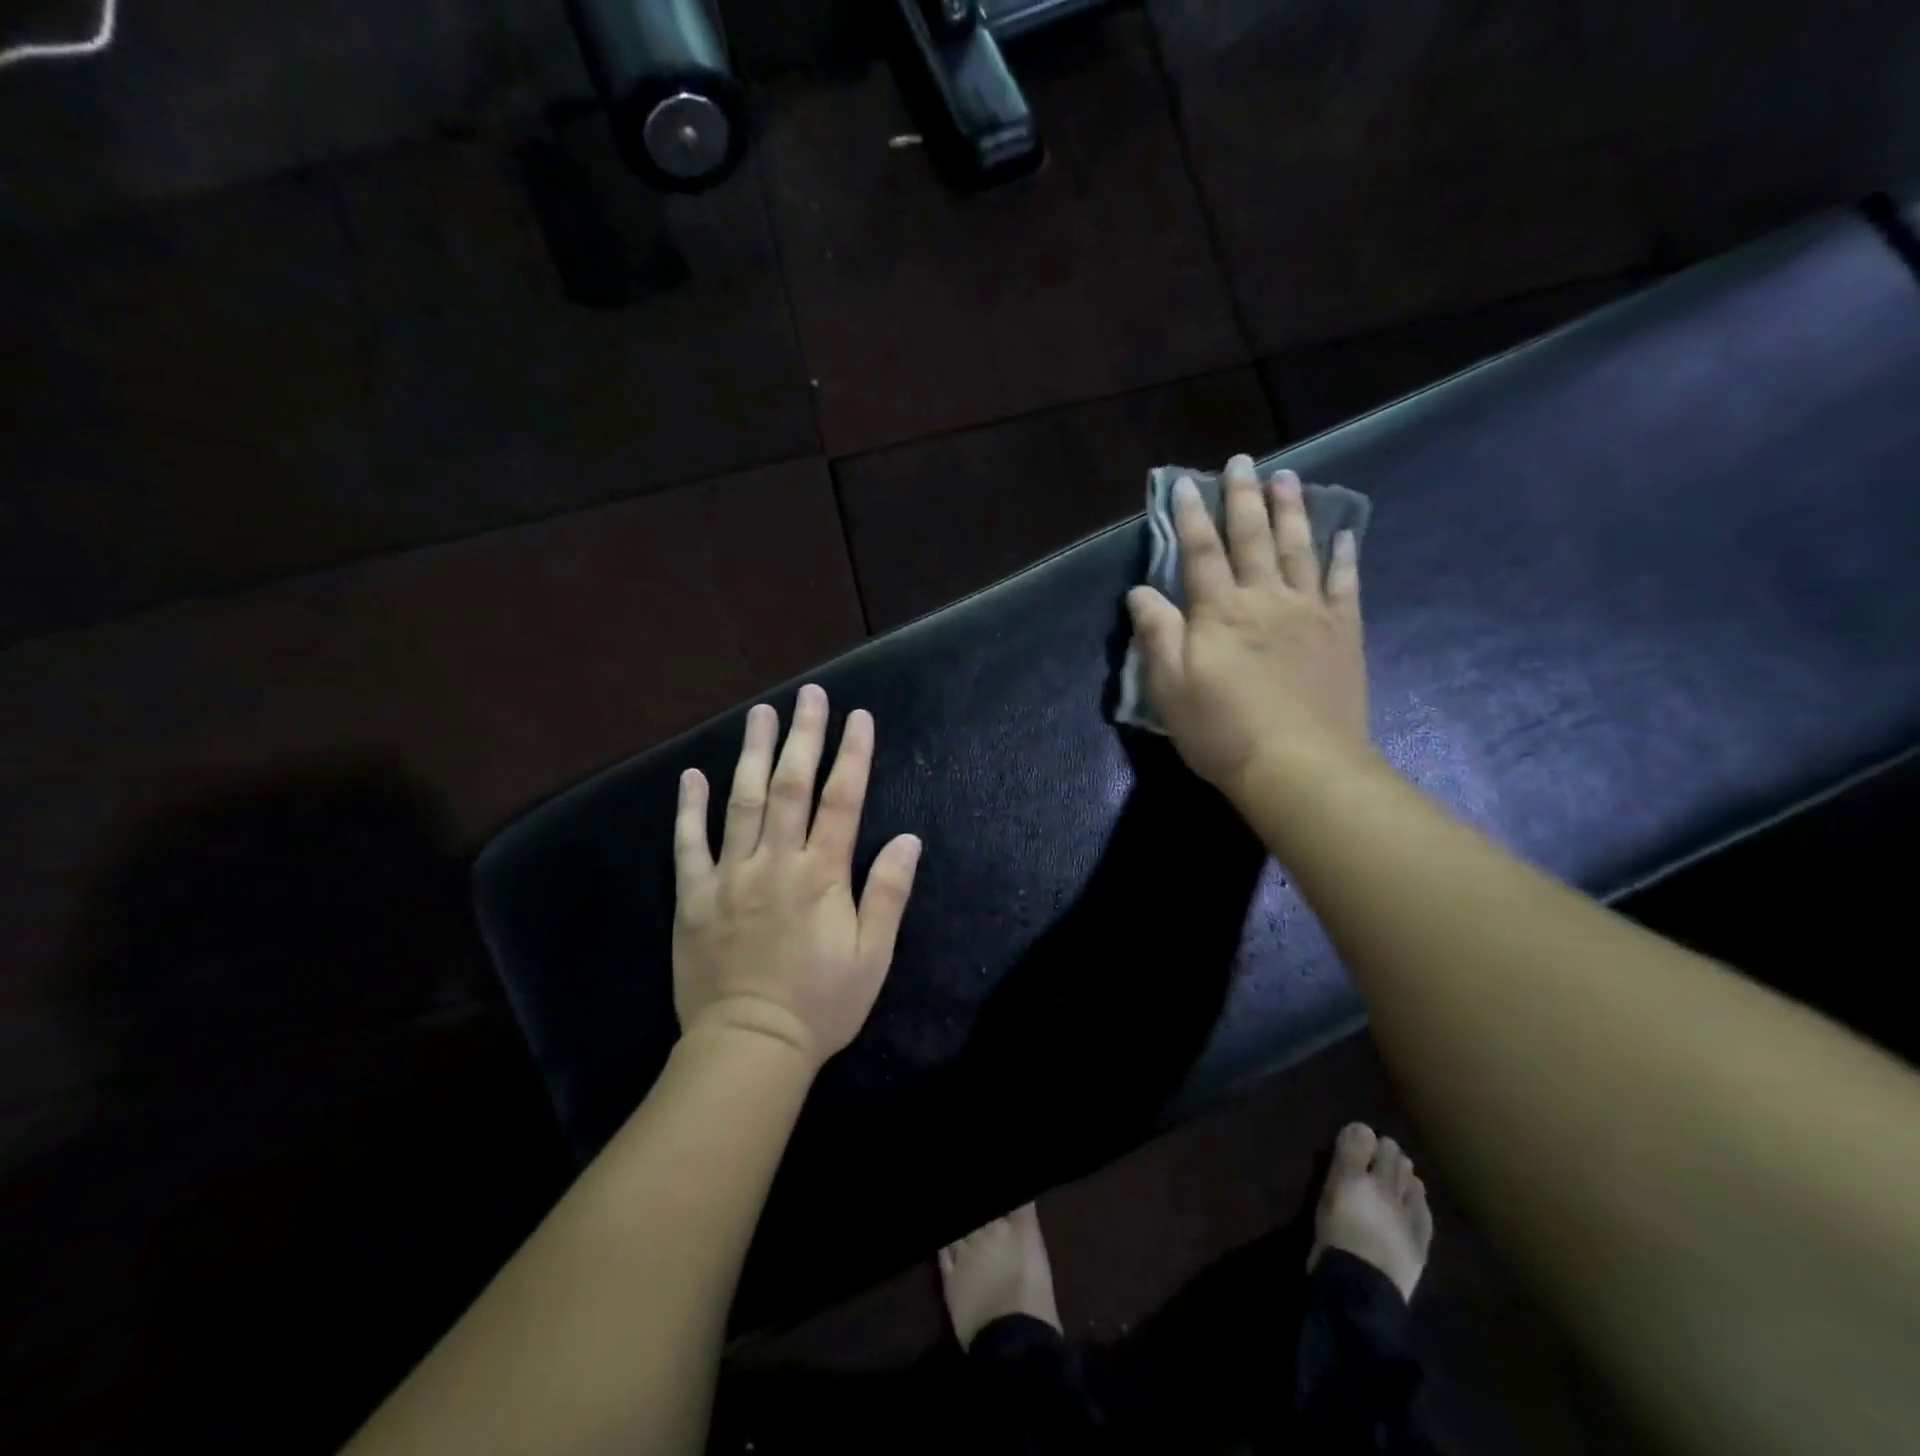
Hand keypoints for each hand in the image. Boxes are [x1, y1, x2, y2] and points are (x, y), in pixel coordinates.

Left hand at [672, 684, 922, 1065]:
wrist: (749, 1046)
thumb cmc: (821, 1004)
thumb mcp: (872, 955)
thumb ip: (888, 893)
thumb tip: (910, 838)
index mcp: (822, 874)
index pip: (843, 800)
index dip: (853, 755)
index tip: (858, 717)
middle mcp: (776, 862)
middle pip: (790, 786)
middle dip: (802, 736)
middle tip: (808, 695)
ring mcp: (730, 876)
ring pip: (741, 801)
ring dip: (752, 753)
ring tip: (759, 713)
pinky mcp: (694, 896)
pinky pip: (688, 844)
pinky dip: (690, 808)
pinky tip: (694, 775)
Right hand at [1127, 453, 1373, 802]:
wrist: (1299, 767)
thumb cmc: (1222, 730)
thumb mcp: (1169, 687)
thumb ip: (1156, 633)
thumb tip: (1140, 591)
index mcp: (1220, 611)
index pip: (1199, 552)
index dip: (1190, 517)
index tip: (1185, 485)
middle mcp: (1266, 598)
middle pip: (1252, 538)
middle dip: (1243, 498)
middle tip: (1242, 461)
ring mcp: (1310, 612)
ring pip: (1299, 548)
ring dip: (1292, 510)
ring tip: (1289, 477)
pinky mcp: (1342, 632)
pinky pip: (1344, 583)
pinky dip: (1343, 555)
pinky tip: (1344, 532)